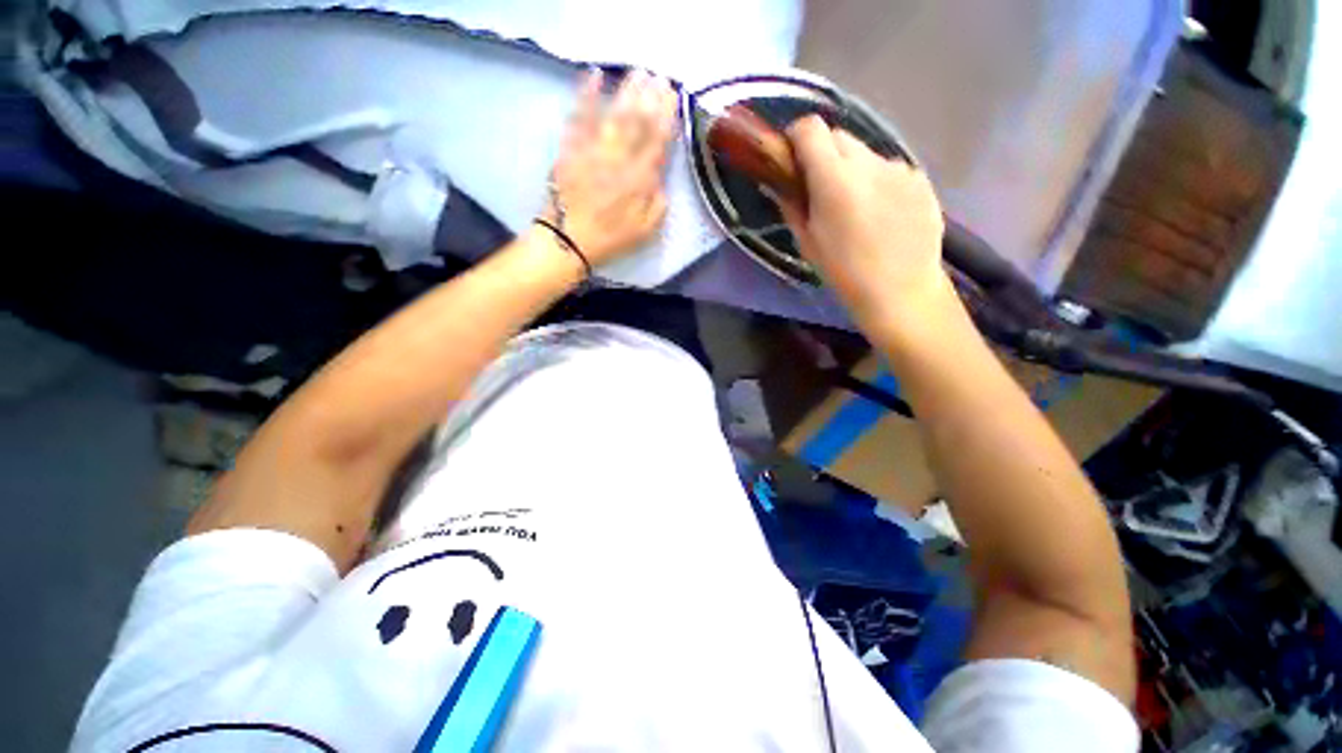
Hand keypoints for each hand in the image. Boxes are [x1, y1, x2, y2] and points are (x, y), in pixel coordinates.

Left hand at [542, 69, 677, 266]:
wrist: (568, 241)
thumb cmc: (610, 238)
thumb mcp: (645, 231)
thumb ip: (658, 204)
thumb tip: (660, 178)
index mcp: (640, 182)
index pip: (657, 142)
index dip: (667, 117)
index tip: (674, 97)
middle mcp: (619, 161)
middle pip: (638, 123)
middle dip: (651, 97)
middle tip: (659, 76)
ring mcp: (594, 151)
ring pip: (615, 115)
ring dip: (628, 91)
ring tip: (639, 72)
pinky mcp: (571, 148)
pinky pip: (580, 117)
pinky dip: (586, 95)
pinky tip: (594, 75)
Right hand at [777, 115, 948, 326]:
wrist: (901, 290)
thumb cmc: (844, 273)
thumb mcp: (807, 243)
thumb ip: (792, 205)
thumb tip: (781, 184)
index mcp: (834, 179)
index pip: (810, 129)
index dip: (796, 138)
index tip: (792, 158)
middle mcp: (868, 163)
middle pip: (839, 135)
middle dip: (824, 153)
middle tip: (822, 187)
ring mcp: (899, 167)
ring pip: (866, 153)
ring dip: (853, 169)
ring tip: (857, 206)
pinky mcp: (921, 177)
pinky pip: (890, 169)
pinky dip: (879, 182)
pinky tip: (883, 213)